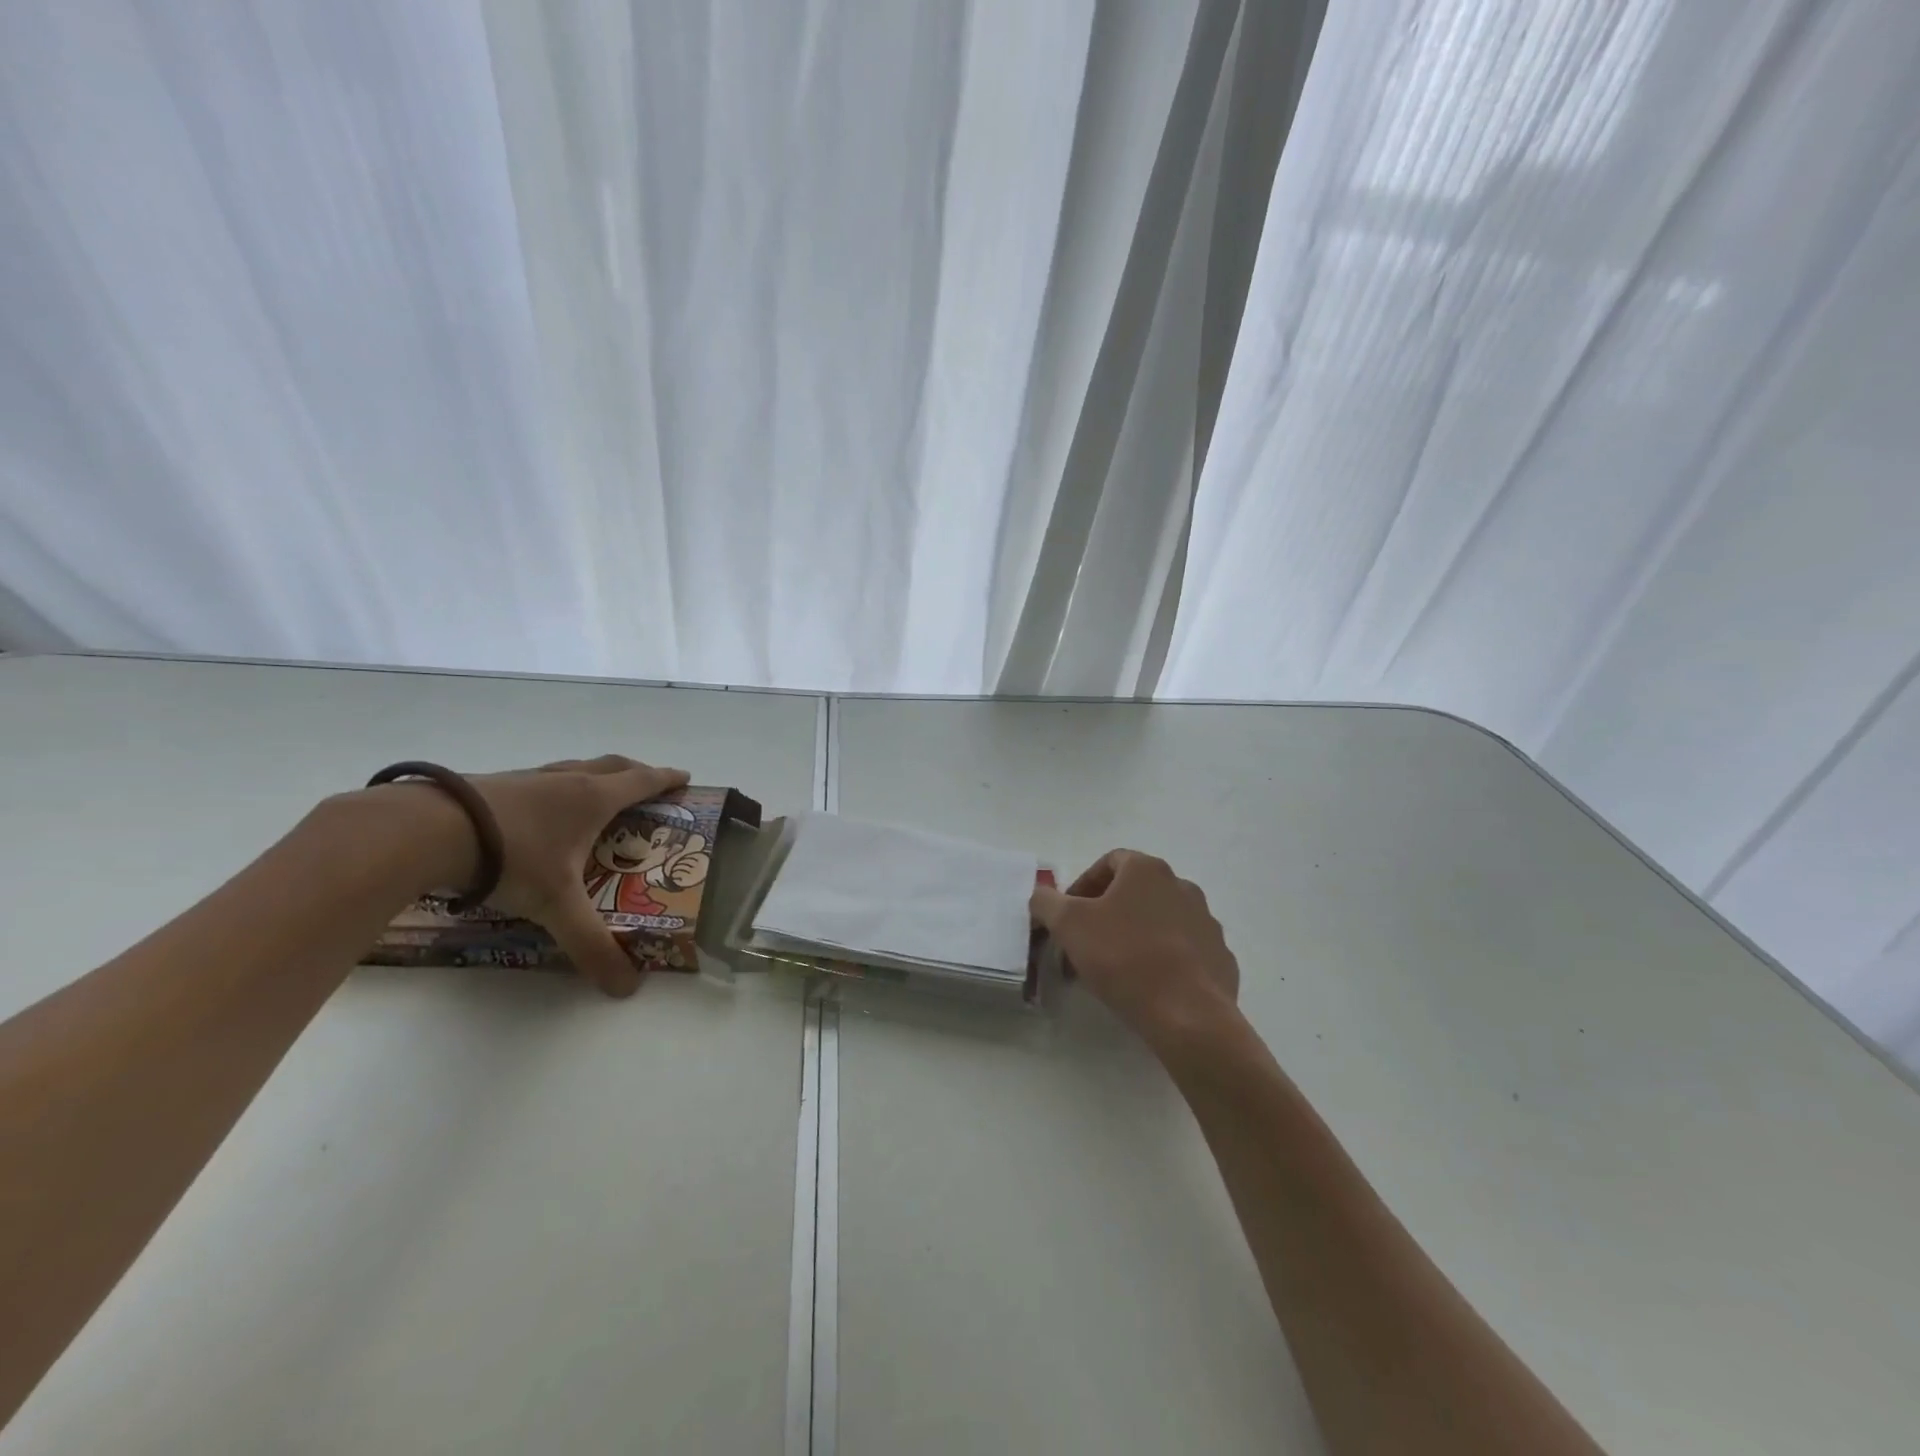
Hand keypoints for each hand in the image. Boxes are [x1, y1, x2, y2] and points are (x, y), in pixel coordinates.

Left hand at [459, 755, 688, 997]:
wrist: (426, 830)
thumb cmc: (511, 857)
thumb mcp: (556, 905)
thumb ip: (591, 944)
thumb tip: (627, 987)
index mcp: (593, 798)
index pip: (643, 782)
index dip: (667, 780)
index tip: (685, 778)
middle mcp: (566, 780)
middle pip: (613, 766)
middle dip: (637, 773)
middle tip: (650, 786)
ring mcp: (528, 778)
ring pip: (574, 768)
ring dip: (594, 776)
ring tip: (597, 796)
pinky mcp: (494, 784)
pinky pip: (540, 779)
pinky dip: (556, 787)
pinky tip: (540, 810)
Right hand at [1030, 850, 1240, 1046]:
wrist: (1187, 1013)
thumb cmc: (1123, 957)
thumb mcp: (1068, 925)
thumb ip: (1047, 902)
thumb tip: (1041, 895)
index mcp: (1147, 870)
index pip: (1110, 862)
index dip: (1083, 885)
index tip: (1067, 915)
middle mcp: (1182, 886)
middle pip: (1135, 891)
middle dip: (1106, 913)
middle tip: (1084, 943)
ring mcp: (1206, 922)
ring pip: (1160, 921)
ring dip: (1135, 935)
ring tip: (1114, 968)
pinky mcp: (1220, 957)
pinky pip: (1184, 951)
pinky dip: (1163, 960)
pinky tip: (1147, 985)